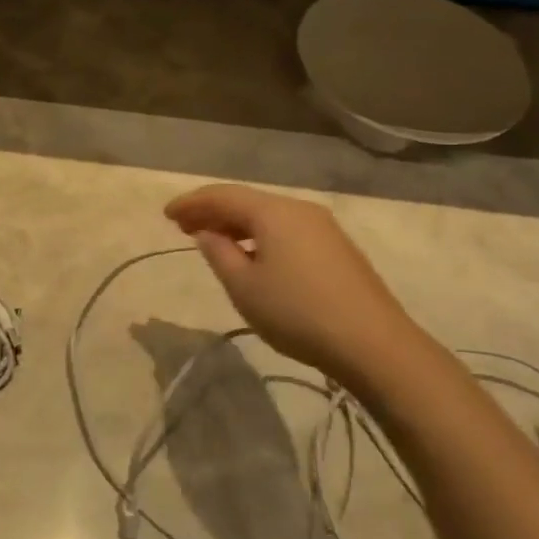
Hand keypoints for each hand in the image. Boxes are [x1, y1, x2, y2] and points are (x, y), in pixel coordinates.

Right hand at [165, 184, 423, 384]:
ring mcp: (323, 228)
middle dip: (212, 212)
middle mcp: (299, 209)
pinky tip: (251, 254)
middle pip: (247, 201)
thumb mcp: (244, 287)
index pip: (223, 195)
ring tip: (211, 241)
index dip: (191, 203)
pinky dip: (259, 235)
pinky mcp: (336, 248)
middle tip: (182, 227)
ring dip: (236, 225)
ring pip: (268, 216)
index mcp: (274, 212)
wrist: (373, 344)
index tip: (166, 215)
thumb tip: (208, 233)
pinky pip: (286, 230)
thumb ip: (219, 253)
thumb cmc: (297, 312)